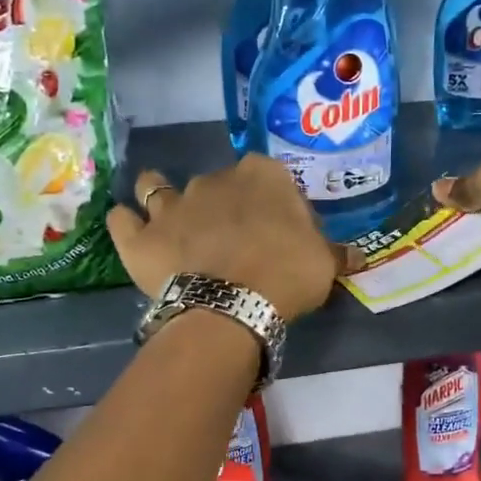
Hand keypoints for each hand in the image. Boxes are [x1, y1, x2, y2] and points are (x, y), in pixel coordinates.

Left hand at [107, 155, 361, 321]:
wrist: (233, 304)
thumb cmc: (286, 274)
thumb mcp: (324, 263)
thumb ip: (336, 253)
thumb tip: (359, 255)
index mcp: (261, 175)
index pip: (269, 178)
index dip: (273, 202)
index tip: (279, 229)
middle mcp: (212, 179)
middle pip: (216, 184)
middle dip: (220, 202)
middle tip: (230, 236)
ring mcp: (170, 205)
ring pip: (155, 186)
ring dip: (157, 192)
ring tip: (164, 212)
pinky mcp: (141, 237)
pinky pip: (122, 220)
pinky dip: (124, 223)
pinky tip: (129, 229)